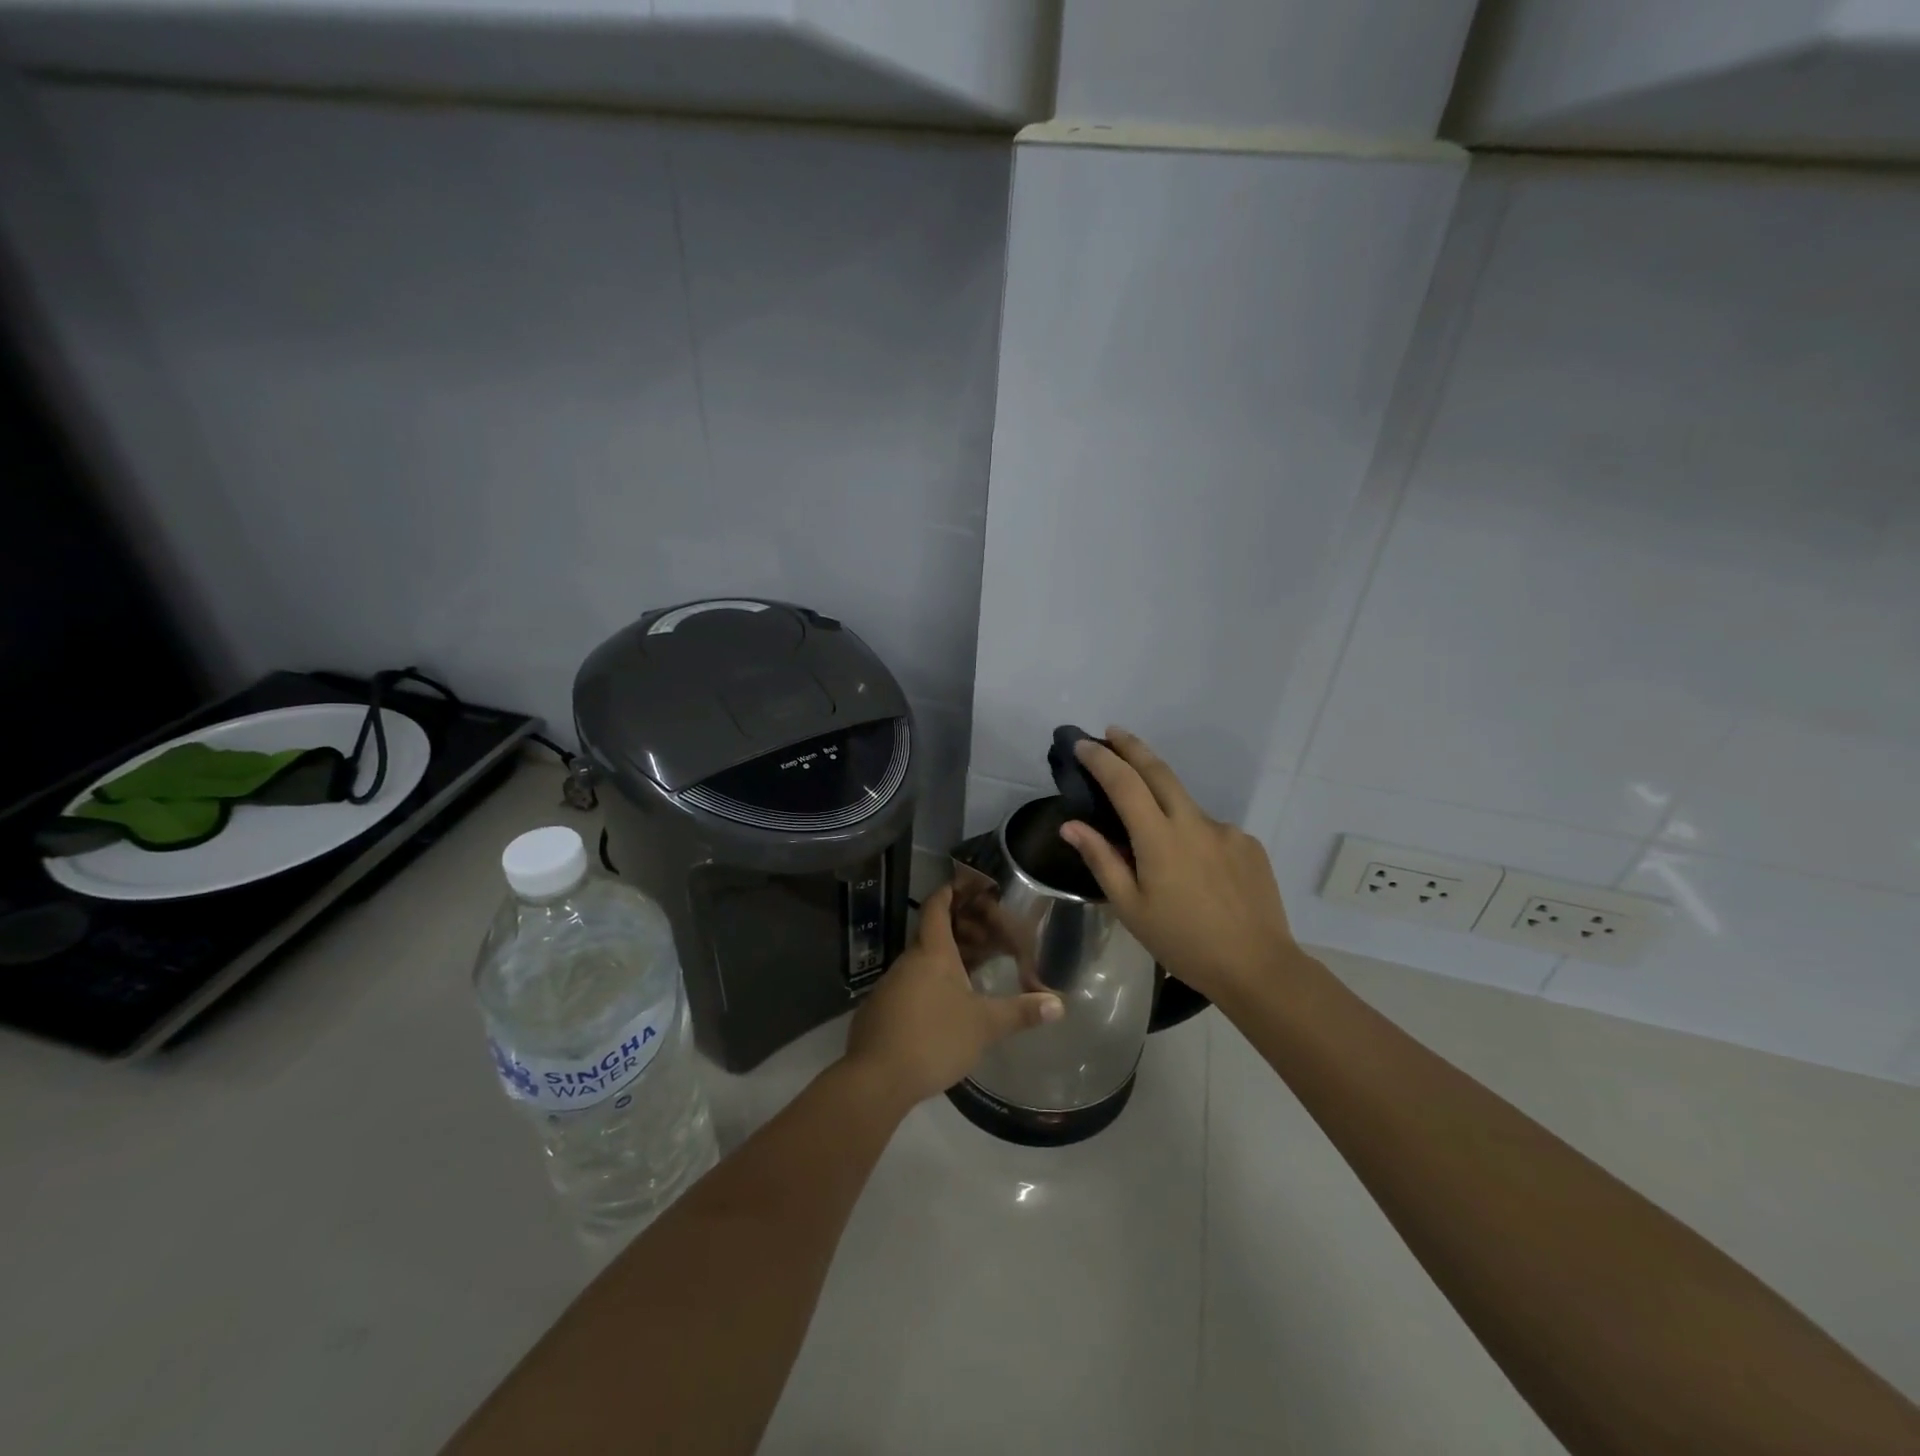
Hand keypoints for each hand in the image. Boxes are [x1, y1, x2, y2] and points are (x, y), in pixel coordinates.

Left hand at [844, 884, 1062, 1108]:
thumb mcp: (984, 1026)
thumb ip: (1020, 1012)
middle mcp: (908, 961)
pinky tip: (945, 1006)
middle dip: (960, 932)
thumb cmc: (934, 1039)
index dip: (951, 891)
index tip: (968, 885)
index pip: (937, 907)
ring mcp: (890, 986)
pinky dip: (930, 984)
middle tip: (988, 938)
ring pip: (922, 962)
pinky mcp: (880, 1011)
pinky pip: (910, 985)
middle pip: (933, 935)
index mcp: (932, 953)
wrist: (876, 1079)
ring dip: (946, 961)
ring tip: (973, 973)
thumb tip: (1060, 1004)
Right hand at [1059, 728, 1295, 1003]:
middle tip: (1112, 732)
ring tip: (1158, 851)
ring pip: (1185, 806)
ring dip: (1164, 807)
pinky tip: (1196, 874)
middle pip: (1159, 771)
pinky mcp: (1249, 844)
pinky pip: (1210, 831)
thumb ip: (1101, 860)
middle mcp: (1194, 823)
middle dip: (1133, 746)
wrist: (1258, 967)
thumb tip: (1071, 825)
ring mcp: (1226, 831)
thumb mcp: (1131, 908)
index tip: (1083, 744)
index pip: (1125, 784)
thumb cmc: (1183, 943)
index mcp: (1160, 840)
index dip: (1101, 760)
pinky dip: (1193, 838)